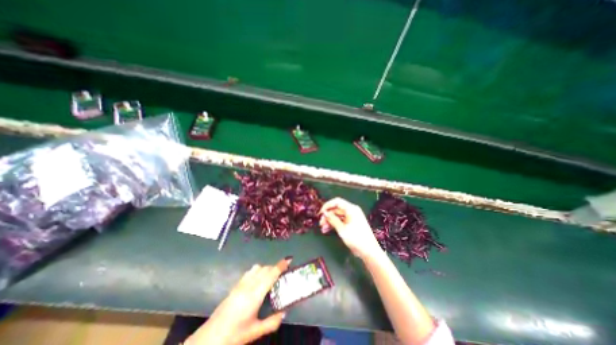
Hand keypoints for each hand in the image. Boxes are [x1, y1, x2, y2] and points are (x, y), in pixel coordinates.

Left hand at [184, 259, 291, 343]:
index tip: (289, 260)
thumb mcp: (255, 332)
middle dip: (275, 267)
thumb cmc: (234, 336)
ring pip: (257, 268)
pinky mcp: (235, 286)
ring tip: (270, 277)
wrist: (209, 338)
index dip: (280, 266)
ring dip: (266, 268)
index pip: (271, 274)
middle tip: (282, 273)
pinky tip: (258, 280)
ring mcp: (240, 284)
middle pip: (265, 269)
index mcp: (255, 295)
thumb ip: (272, 322)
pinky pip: (250, 272)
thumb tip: (284, 313)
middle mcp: (248, 285)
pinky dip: (257, 271)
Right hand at [320, 198, 383, 258]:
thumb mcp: (342, 230)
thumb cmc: (356, 239)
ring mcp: (351, 217)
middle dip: (327, 216)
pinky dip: (334, 224)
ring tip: (322, 229)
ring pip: (337, 216)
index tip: (320, 213)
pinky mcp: (351, 223)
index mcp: (351, 209)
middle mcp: (351, 211)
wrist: (369, 251)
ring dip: (329, 221)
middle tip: (320, 223)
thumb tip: (324, 213)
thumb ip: (333, 220)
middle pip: (336, 209)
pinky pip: (340, 221)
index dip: (327, 206)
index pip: (337, 201)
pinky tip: (326, 230)